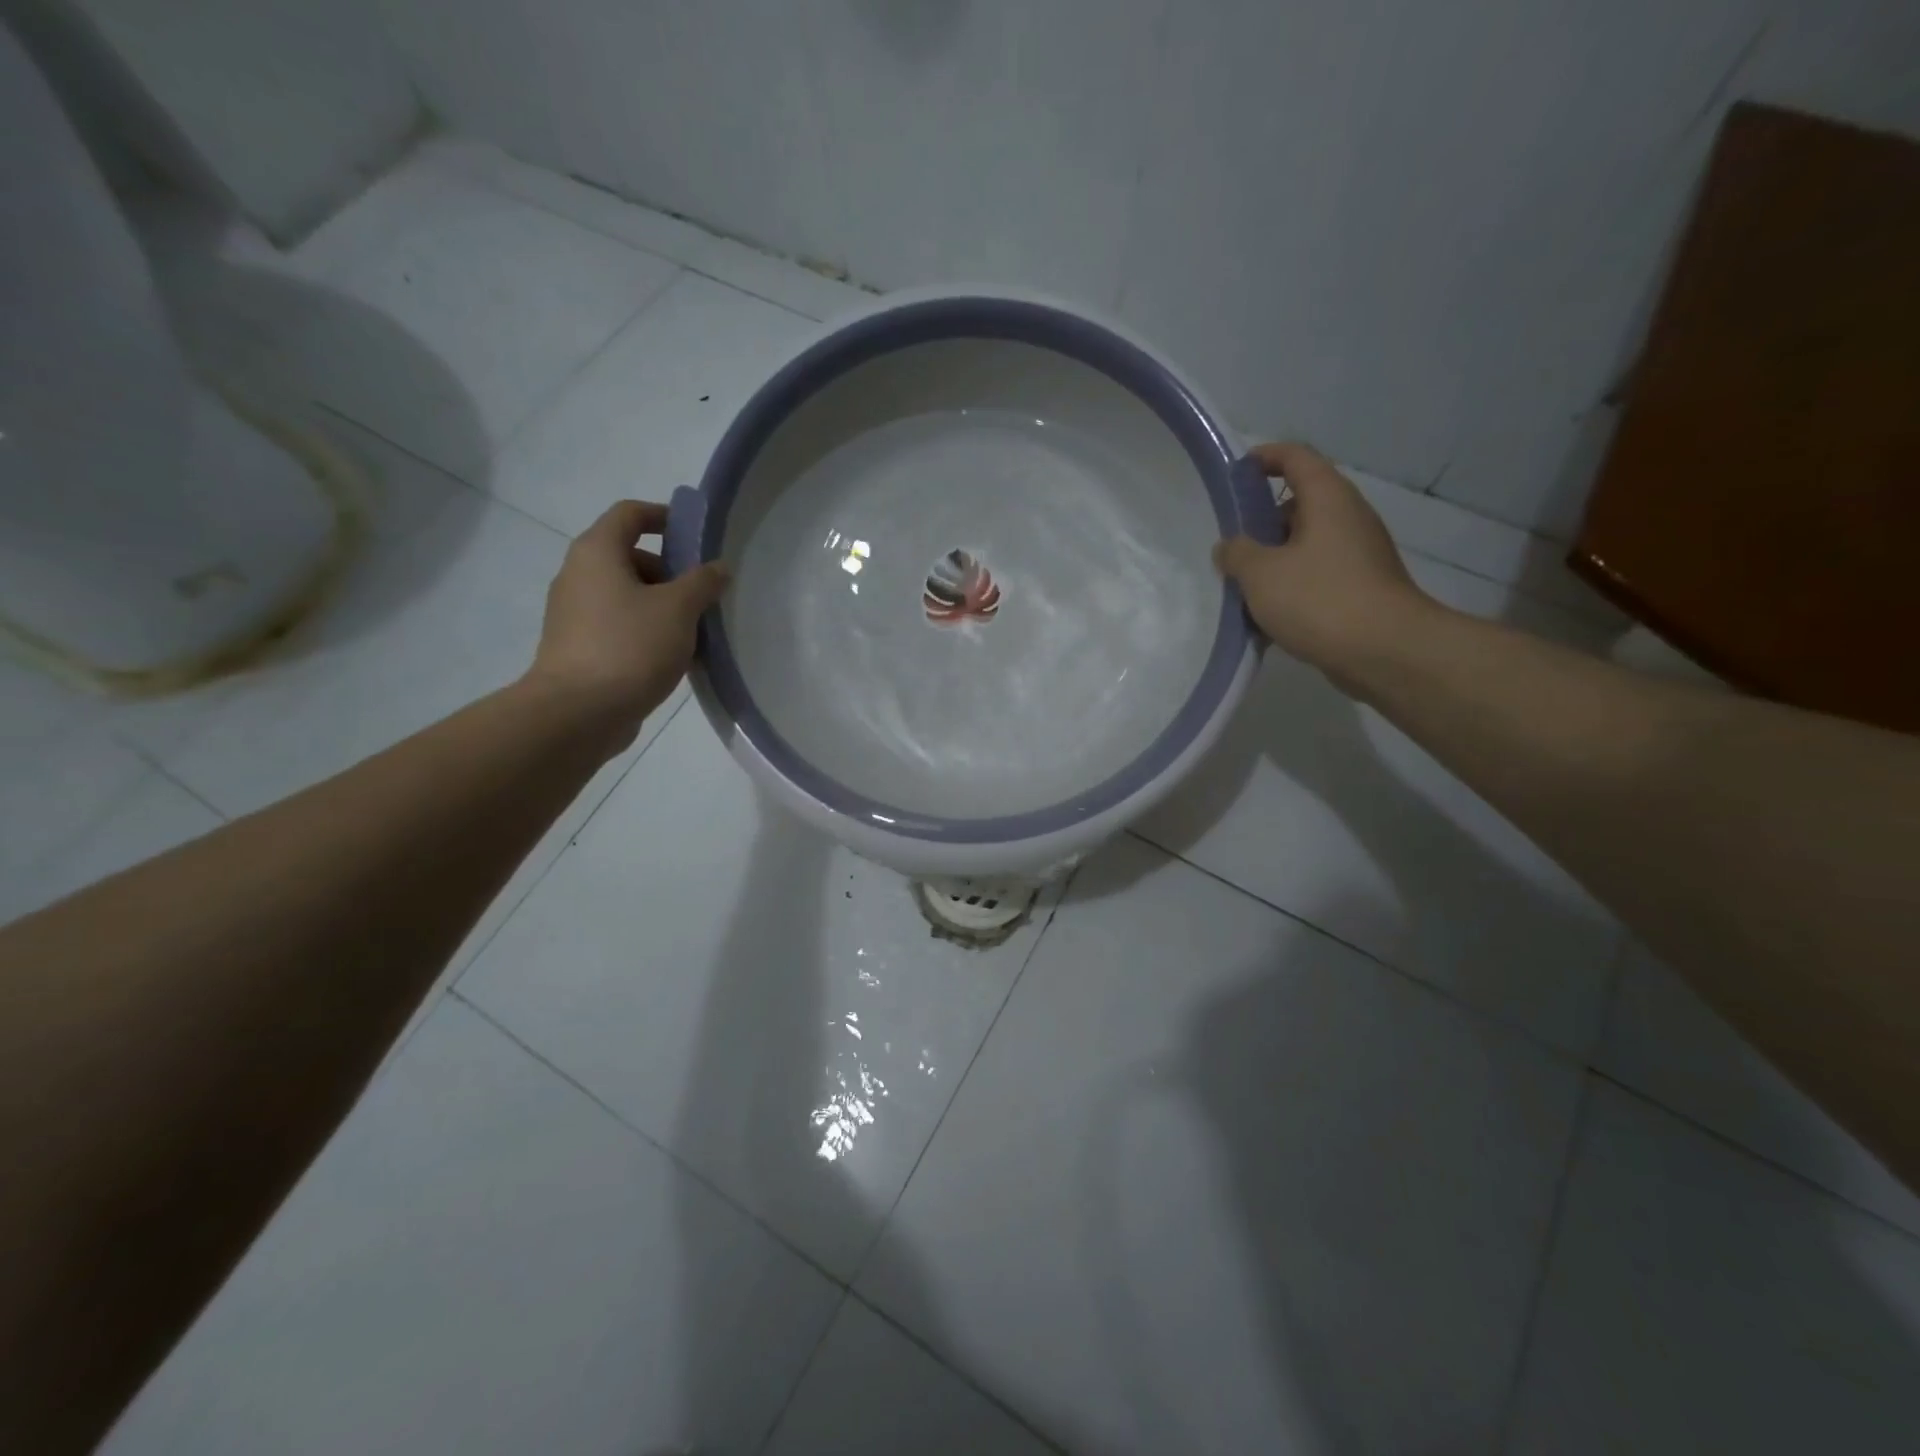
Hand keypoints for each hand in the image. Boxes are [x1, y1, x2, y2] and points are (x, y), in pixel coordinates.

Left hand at [525, 500, 728, 746]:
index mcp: (597, 552)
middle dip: (671, 571)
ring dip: (662, 605)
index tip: (695, 535)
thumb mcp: (678, 609)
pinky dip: (646, 630)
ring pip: (627, 595)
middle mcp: (579, 575)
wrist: (578, 712)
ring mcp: (575, 613)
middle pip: (630, 556)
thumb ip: (702, 582)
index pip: (629, 513)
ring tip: (696, 631)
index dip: (664, 516)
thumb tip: (717, 567)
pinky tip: (674, 657)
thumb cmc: (630, 647)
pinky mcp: (579, 646)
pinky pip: (619, 625)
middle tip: (703, 594)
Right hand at [1214, 442, 1428, 683]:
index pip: (1296, 458)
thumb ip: (1237, 554)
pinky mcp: (1360, 588)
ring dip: (1274, 558)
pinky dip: (1291, 585)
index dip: (1264, 458)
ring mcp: (1359, 554)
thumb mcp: (1261, 574)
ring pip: (1306, 543)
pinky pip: (1317, 574)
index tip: (1235, 473)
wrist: (1384, 651)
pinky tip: (1267, 614)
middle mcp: (1348, 518)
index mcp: (1328, 500)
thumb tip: (1230, 546)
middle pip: (1300, 503)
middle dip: (1262, 520)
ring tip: (1242, 584)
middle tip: (1231, 544)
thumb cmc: (1319, 599)